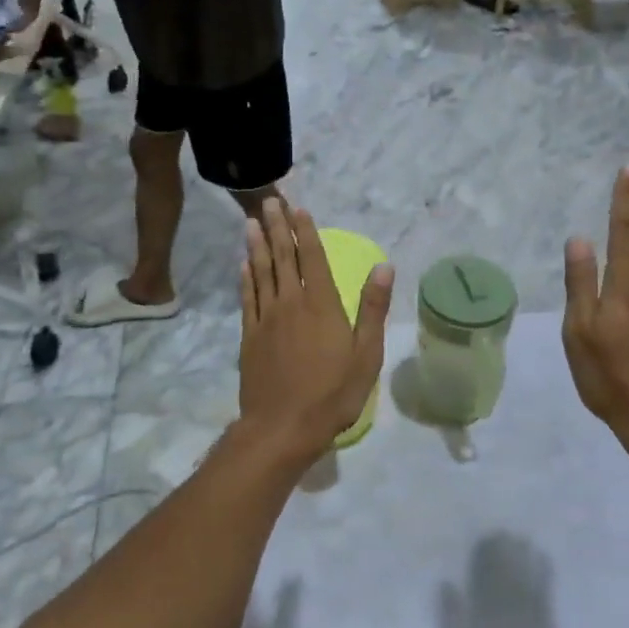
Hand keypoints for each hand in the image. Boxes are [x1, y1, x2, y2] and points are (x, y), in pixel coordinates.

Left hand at [239, 200, 394, 456]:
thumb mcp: (366, 354)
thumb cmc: (333, 394)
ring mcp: (266, 318)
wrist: (282, 427)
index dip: (306, 231)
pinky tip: (244, 263)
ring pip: (261, 271)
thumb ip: (373, 308)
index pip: (314, 258)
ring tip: (252, 221)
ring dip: (257, 244)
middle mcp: (291, 302)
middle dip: (278, 227)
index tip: (299, 208)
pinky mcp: (249, 335)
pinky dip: (245, 276)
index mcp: (322, 304)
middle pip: (283, 257)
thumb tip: (384, 267)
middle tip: (269, 200)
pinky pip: (247, 297)